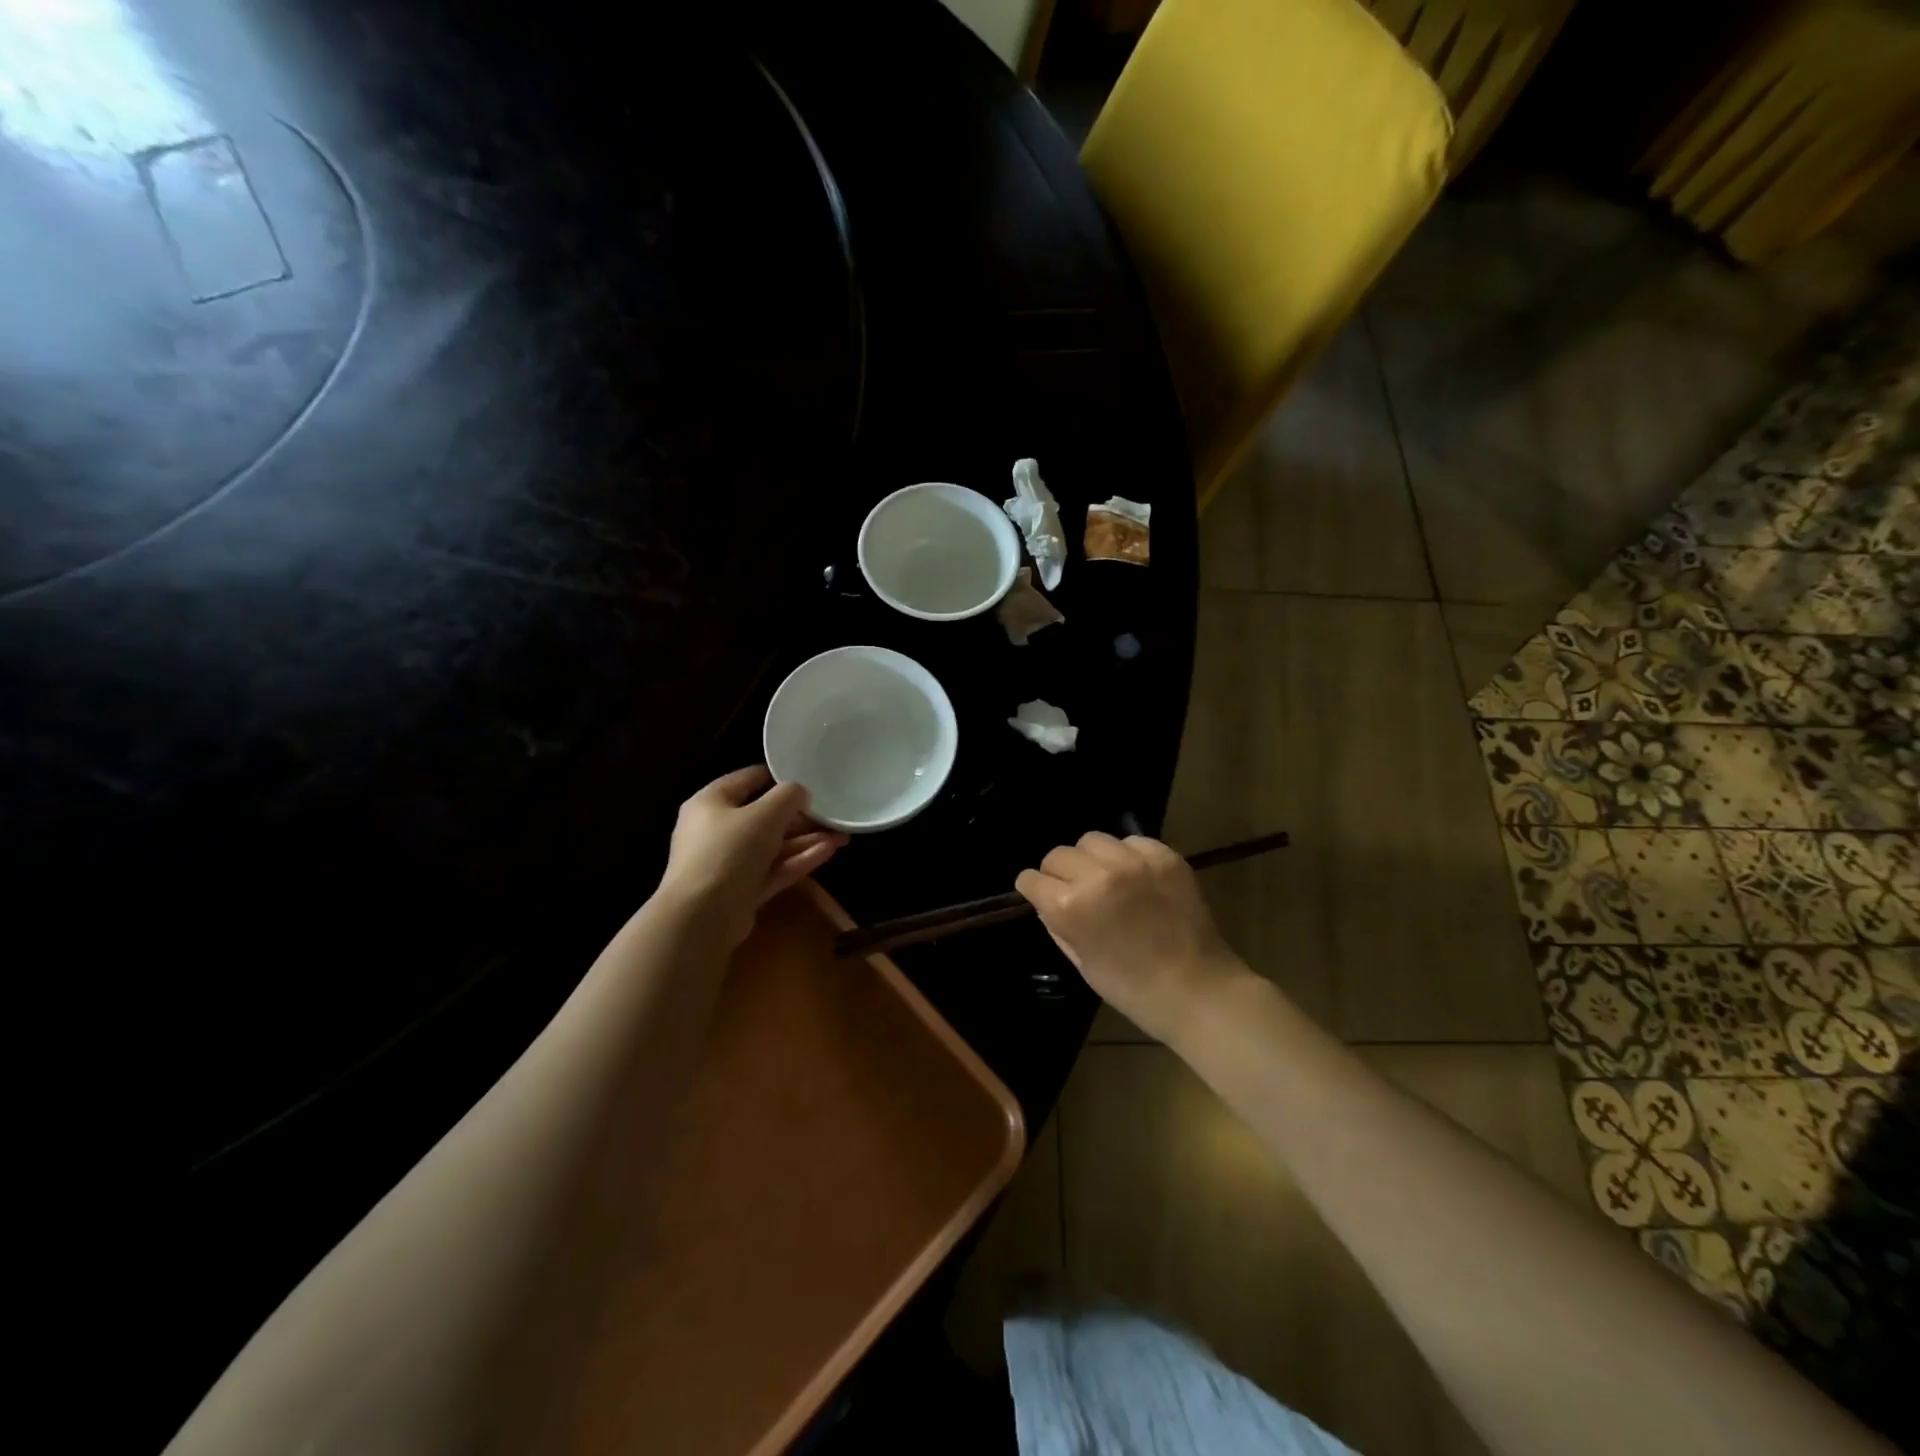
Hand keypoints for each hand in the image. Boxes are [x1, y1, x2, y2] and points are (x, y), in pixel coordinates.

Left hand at [660, 766, 848, 947]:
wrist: (703, 915)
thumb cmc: (729, 849)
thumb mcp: (765, 814)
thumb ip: (788, 797)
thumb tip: (800, 792)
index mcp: (711, 803)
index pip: (747, 780)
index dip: (778, 777)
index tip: (808, 777)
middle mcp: (716, 830)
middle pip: (763, 817)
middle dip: (800, 817)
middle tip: (831, 813)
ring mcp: (728, 863)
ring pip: (772, 846)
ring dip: (805, 840)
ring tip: (842, 835)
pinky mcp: (741, 890)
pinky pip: (773, 869)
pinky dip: (798, 860)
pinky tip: (829, 851)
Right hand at [1015, 833, 1247, 1044]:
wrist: (1196, 989)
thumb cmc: (1131, 987)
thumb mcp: (1081, 962)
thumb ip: (1057, 925)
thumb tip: (1046, 900)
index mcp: (1070, 907)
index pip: (1032, 879)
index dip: (1033, 888)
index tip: (1039, 894)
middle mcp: (1097, 875)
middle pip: (1059, 854)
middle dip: (1058, 872)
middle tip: (1074, 889)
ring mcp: (1133, 862)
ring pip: (1092, 840)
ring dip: (1091, 859)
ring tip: (1106, 878)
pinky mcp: (1164, 857)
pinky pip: (1131, 841)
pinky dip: (1127, 855)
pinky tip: (1136, 876)